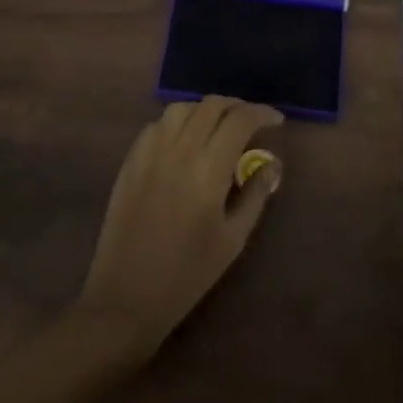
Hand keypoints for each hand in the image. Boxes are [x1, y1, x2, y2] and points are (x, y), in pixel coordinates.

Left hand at [75, 96, 283, 356]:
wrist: (126, 298)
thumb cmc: (187, 275)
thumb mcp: (233, 240)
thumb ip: (256, 194)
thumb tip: (273, 162)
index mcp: (208, 170)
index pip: (239, 120)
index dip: (261, 113)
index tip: (276, 121)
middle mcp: (178, 150)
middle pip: (211, 105)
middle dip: (237, 106)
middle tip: (252, 123)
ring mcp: (149, 152)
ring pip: (182, 108)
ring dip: (206, 110)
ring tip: (218, 127)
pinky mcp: (130, 161)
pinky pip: (157, 125)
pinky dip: (178, 122)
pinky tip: (185, 141)